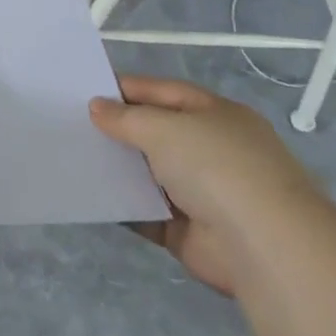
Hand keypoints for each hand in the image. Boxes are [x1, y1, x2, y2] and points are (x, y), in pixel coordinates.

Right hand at [91, 75, 325, 295]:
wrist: (264, 247)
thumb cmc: (216, 168)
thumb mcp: (164, 128)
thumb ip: (125, 117)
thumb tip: (96, 108)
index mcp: (216, 115)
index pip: (164, 92)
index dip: (126, 88)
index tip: (85, 89)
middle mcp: (211, 150)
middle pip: (156, 132)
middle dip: (119, 129)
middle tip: (71, 123)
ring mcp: (202, 192)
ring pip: (149, 173)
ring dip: (118, 168)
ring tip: (73, 156)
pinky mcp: (189, 231)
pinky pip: (146, 212)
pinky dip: (122, 206)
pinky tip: (89, 195)